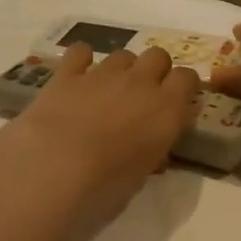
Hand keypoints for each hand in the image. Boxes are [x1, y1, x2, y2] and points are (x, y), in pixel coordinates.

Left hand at [0, 43, 199, 240]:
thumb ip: (150, 153)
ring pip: (123, 54)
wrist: (53, 171)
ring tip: (108, 92)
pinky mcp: (67, 74)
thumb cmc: (103, 188)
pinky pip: (80, 52)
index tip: (176, 104)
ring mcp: (103, 74)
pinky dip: (81, 60)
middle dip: (154, 71)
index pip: (188, 79)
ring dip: (121, 69)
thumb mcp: (139, 179)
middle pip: (158, 56)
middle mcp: (140, 83)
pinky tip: (77, 76)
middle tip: (142, 97)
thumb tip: (151, 150)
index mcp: (166, 110)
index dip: (182, 88)